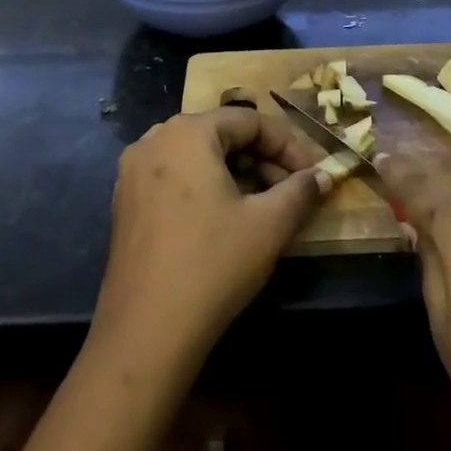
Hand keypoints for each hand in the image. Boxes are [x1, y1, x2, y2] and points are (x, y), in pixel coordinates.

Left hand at [95, 108, 333, 370]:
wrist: (147, 330)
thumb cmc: (213, 264)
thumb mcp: (269, 225)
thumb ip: (301, 190)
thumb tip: (324, 176)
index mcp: (187, 133)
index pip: (250, 120)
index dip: (289, 145)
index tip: (315, 173)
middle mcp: (154, 140)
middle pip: (222, 134)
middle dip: (263, 159)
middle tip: (293, 190)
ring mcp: (133, 172)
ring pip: (198, 157)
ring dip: (238, 173)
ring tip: (266, 205)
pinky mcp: (126, 202)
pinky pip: (175, 177)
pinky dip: (207, 187)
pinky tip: (228, 218)